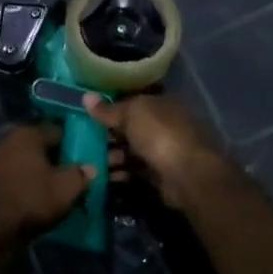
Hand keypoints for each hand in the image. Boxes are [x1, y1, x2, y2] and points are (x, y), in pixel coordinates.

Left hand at [0, 124, 93, 238]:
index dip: (73, 144)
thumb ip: (81, 173)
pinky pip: (14, 174)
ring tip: (54, 185)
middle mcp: (8, 140)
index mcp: (27, 134)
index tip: (83, 157)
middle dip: (55, 157)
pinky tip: (35, 194)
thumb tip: (89, 167)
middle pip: (40, 145)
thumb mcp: (68, 187)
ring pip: (26, 160)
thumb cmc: (34, 200)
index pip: (57, 131)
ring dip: (39, 170)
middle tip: (71, 172)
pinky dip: (25, 180)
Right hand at [84, 92, 225, 208]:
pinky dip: (121, 172)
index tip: (89, 114)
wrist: (188, 174)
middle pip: (131, 127)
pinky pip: (135, 170)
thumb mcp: (131, 114)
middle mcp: (165, 124)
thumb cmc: (160, 134)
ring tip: (92, 161)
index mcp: (162, 103)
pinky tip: (105, 176)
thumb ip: (109, 109)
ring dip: (112, 155)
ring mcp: (164, 150)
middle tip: (85, 140)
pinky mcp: (160, 174)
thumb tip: (86, 97)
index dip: (112, 106)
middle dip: (109, 133)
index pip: (134, 101)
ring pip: (132, 150)